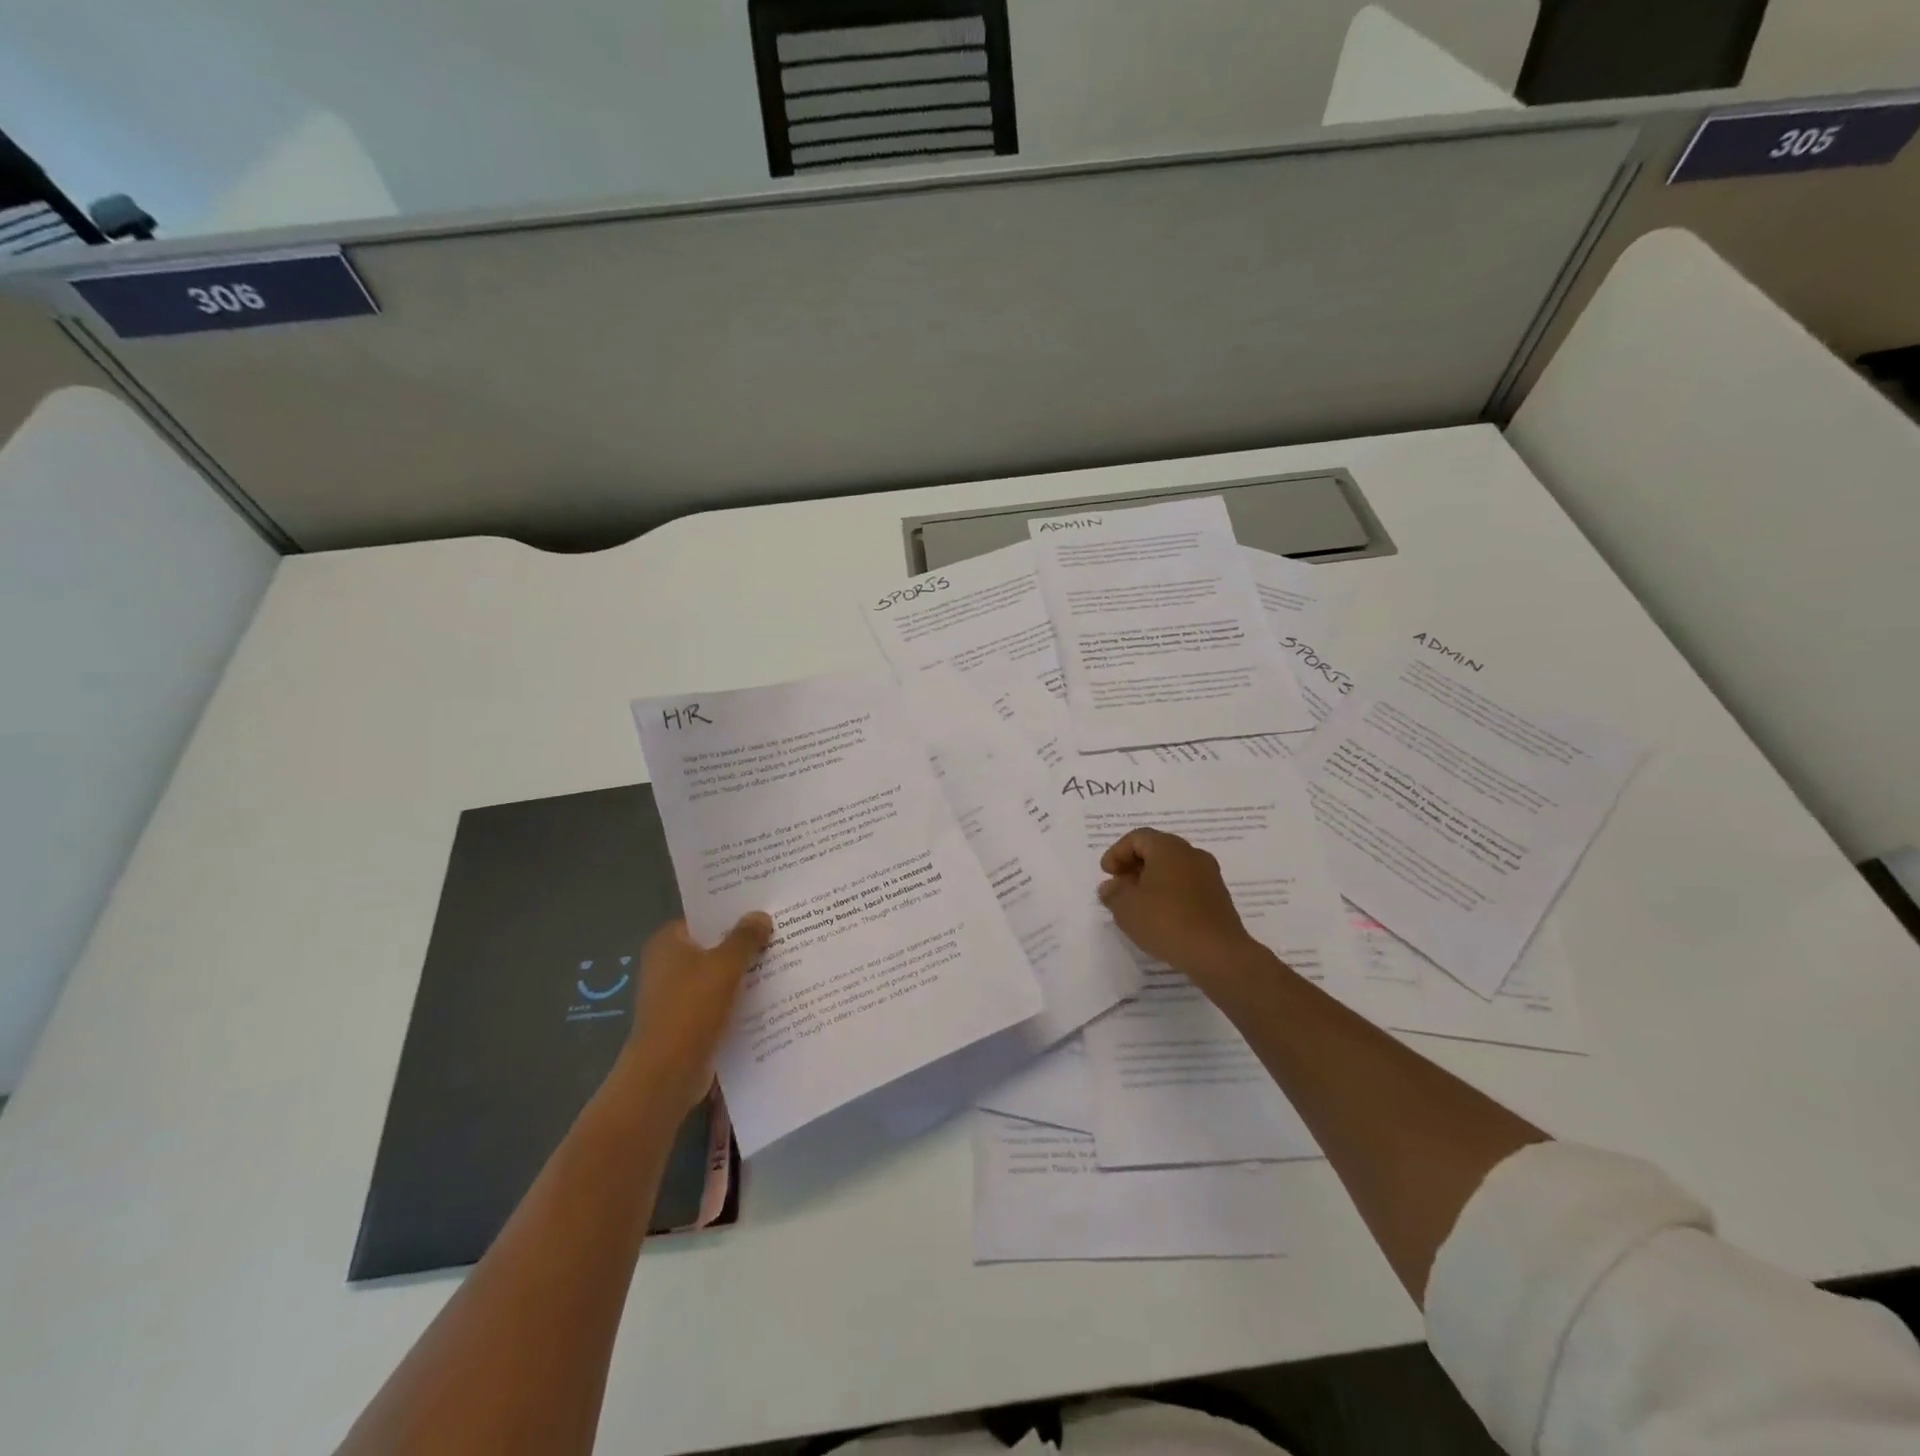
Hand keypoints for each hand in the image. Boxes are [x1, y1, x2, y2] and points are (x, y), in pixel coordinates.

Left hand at [620, 913, 772, 1115]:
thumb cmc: (692, 1009)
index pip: (705, 917)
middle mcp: (667, 964)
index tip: (766, 908)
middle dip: (745, 943)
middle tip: (783, 932)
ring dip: (745, 972)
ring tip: (784, 961)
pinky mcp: (688, 1021)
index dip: (734, 912)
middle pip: (713, 945)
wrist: (667, 1074)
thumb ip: (745, 937)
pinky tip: (770, 996)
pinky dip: (739, 998)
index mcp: (668, 942)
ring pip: (718, 975)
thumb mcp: (725, 965)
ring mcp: (676, 995)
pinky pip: (719, 1001)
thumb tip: (760, 916)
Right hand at [1098, 829, 1262, 985]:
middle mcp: (1192, 854)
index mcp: (1168, 847)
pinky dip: (1169, 893)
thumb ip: (1113, 892)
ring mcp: (1209, 875)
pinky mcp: (1218, 897)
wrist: (1218, 954)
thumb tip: (1112, 886)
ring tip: (1136, 904)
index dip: (1117, 853)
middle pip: (1157, 850)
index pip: (1137, 837)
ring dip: (1152, 881)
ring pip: (1173, 868)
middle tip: (1118, 887)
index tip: (1106, 874)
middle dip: (1134, 866)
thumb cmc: (1166, 921)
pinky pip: (1187, 886)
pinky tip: (1159, 916)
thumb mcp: (1126, 907)